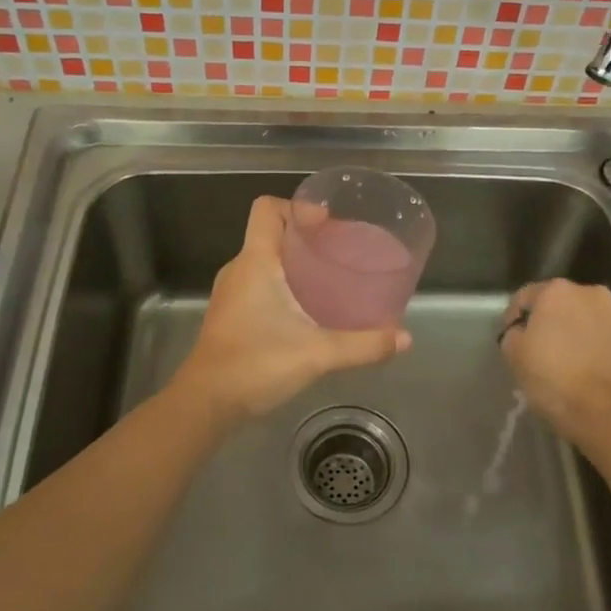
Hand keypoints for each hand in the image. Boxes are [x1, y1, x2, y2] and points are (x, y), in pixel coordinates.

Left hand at [172, 197, 411, 422]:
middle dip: (306, 236)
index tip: (328, 225)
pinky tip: (308, 309)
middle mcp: (239, 269)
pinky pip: (259, 283)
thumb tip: (404, 339)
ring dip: (295, 262)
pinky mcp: (230, 314)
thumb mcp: (317, 354)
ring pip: (265, 260)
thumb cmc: (256, 365)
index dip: (297, 207)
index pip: (267, 209)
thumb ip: (363, 345)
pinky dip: (283, 284)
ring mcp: (231, 293)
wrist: (205, 403)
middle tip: (341, 251)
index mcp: (255, 262)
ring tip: (330, 278)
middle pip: (271, 233)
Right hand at [499, 280, 610, 439]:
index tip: (509, 340)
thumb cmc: (555, 379)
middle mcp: (591, 293)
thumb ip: (513, 335)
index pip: (525, 298)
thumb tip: (522, 333)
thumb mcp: (514, 356)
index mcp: (557, 291)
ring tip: (565, 361)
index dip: (512, 318)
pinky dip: (593, 348)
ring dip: (573, 334)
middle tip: (537, 350)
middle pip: (559, 305)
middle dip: (548, 322)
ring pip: (585, 320)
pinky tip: (586, 371)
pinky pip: (604, 338)